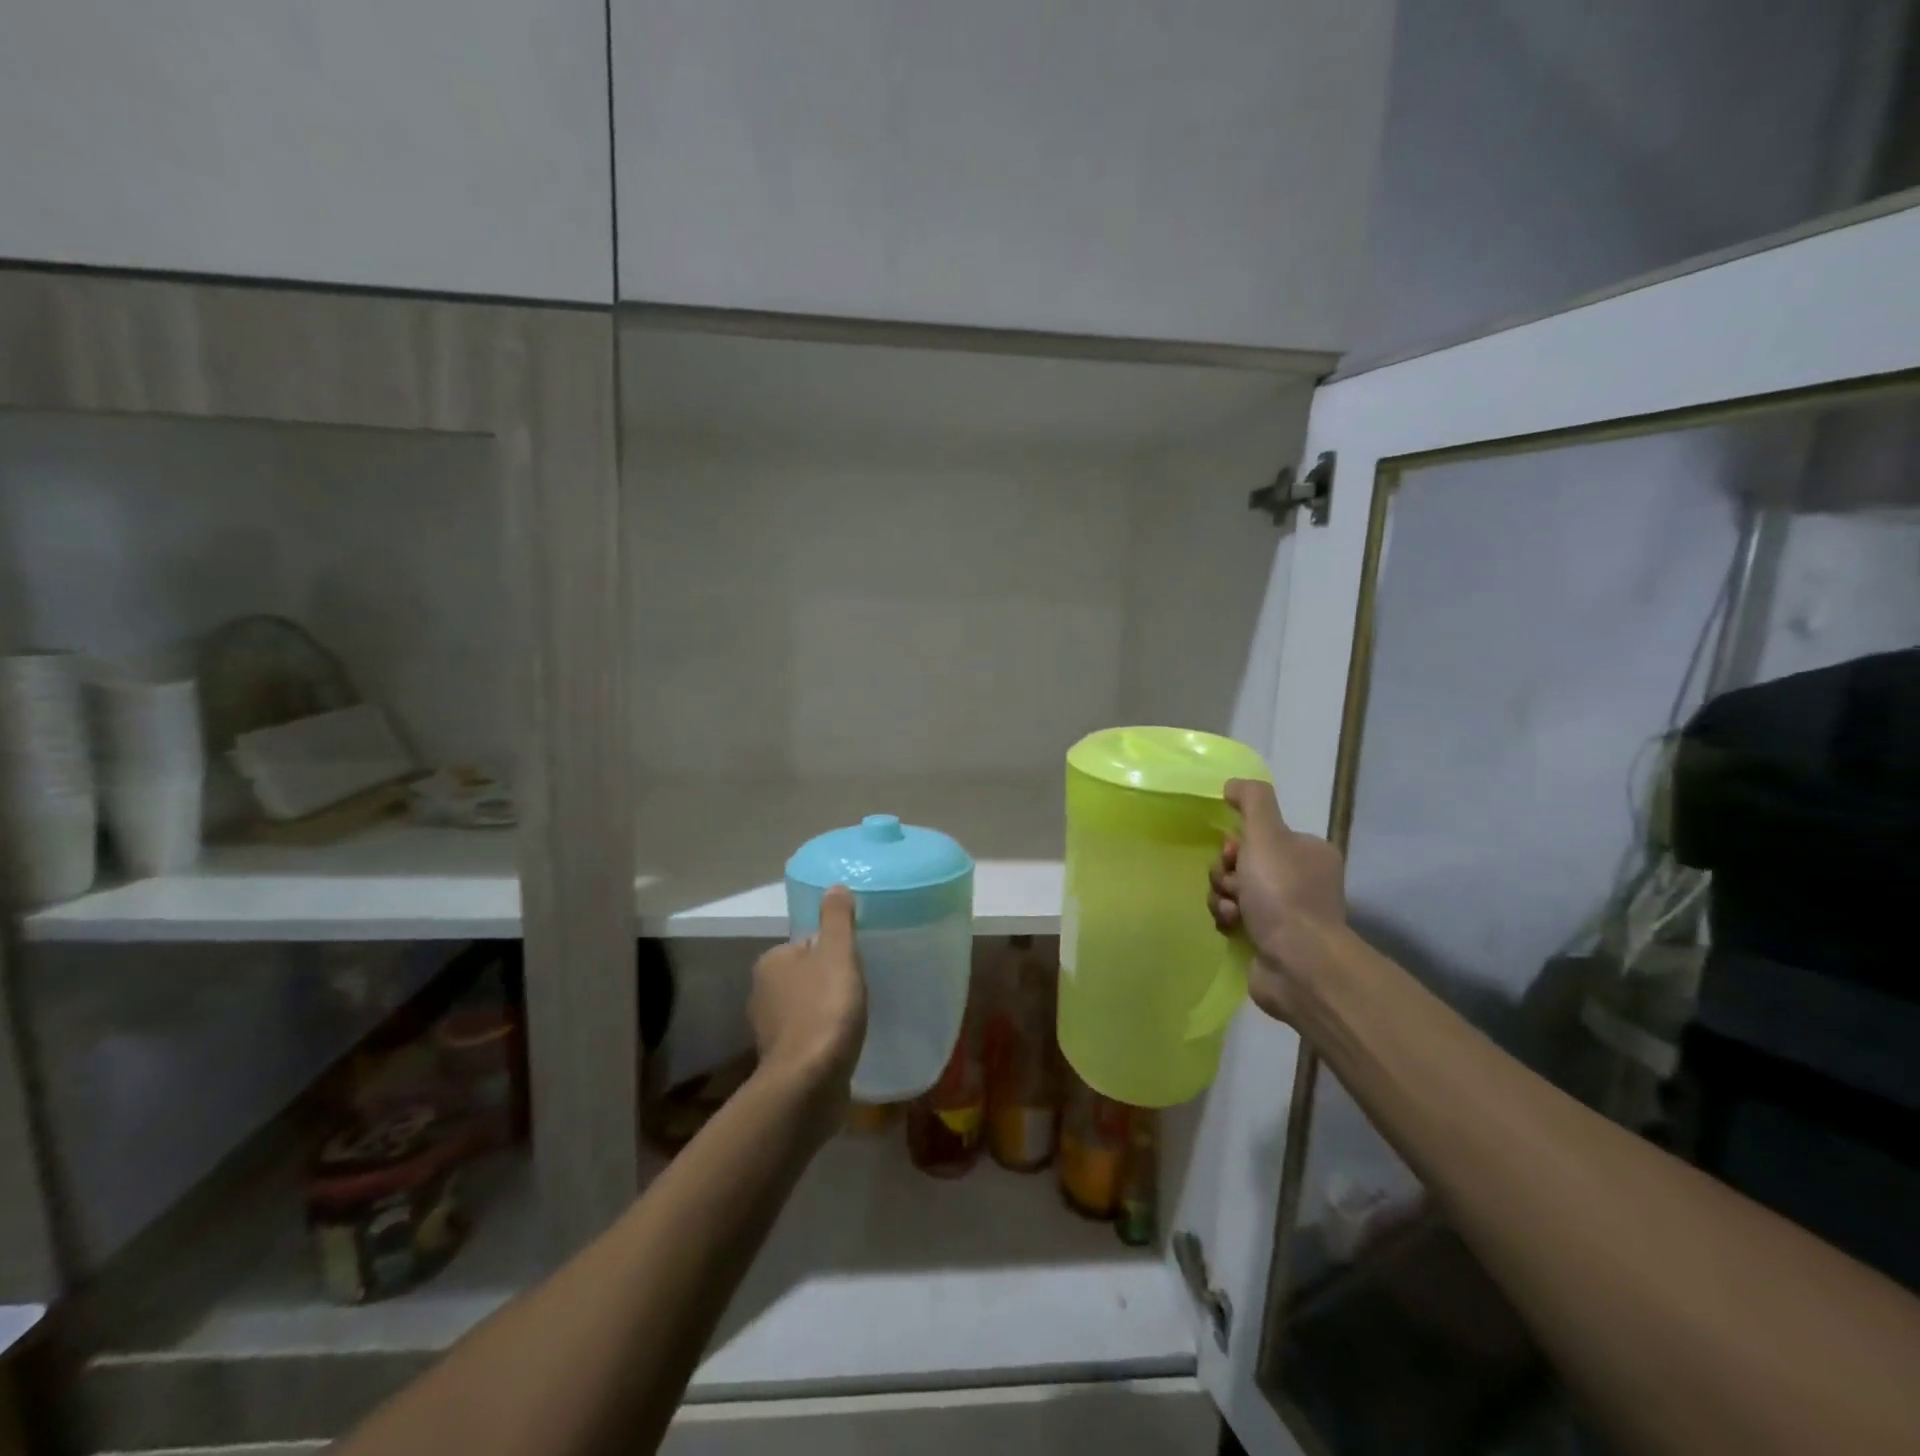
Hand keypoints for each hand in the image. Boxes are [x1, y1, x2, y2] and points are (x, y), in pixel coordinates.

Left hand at [749, 885, 866, 1119]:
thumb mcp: (838, 953)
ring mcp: (768, 1030)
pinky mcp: (780, 1060)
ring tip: (854, 1019)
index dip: (833, 952)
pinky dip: (822, 1038)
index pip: (806, 944)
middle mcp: (761, 992)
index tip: (855, 965)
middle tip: (859, 990)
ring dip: (825, 1012)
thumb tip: (835, 886)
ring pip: (804, 1007)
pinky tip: (842, 1045)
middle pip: (804, 976)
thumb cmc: (825, 1008)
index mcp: (771, 962)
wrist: (809, 1082)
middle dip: (827, 982)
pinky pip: (806, 1037)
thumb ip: (837, 919)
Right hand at [1209, 779, 1347, 1021]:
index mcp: (1308, 853)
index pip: (1260, 836)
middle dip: (1226, 873)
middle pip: (1242, 863)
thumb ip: (1252, 801)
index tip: (1233, 853)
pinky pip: (1235, 918)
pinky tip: (1231, 926)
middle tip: (1232, 884)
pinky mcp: (1270, 941)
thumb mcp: (1267, 834)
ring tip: (1230, 910)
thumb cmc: (1283, 893)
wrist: (1298, 962)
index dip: (1237, 842)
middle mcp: (1301, 881)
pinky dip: (1227, 919)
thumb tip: (1233, 785)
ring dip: (1222, 896)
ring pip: (1234, 891)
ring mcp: (1286, 914)